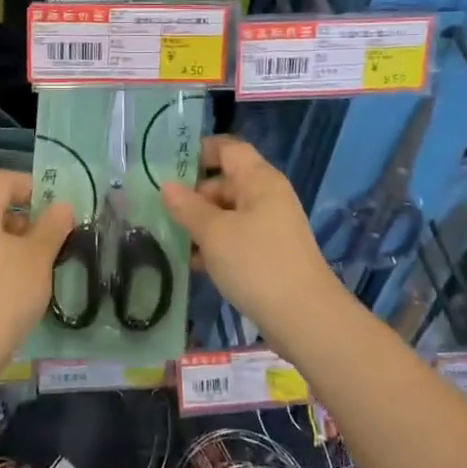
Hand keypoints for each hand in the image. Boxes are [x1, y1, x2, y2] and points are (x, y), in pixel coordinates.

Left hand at [0, 170, 74, 393]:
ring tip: (39, 266)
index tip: (57, 204)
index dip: (32, 185)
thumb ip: (52, 227)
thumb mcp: (37, 258)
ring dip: (11, 245)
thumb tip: (62, 206)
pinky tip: (15, 289)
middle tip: (53, 238)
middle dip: (25, 219)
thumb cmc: (1, 294)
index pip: (3, 180)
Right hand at [160, 135, 346, 352]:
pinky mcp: (269, 253)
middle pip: (225, 181)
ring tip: (169, 239)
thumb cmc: (257, 264)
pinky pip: (236, 237)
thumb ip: (188, 208)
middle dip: (193, 195)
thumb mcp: (215, 233)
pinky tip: (193, 263)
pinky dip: (215, 244)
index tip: (168, 166)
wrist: (305, 319)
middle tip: (160, 211)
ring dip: (201, 223)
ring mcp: (270, 226)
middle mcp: (267, 196)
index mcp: (259, 180)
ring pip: (228, 212)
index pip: (228, 148)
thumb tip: (167, 186)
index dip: (199, 151)